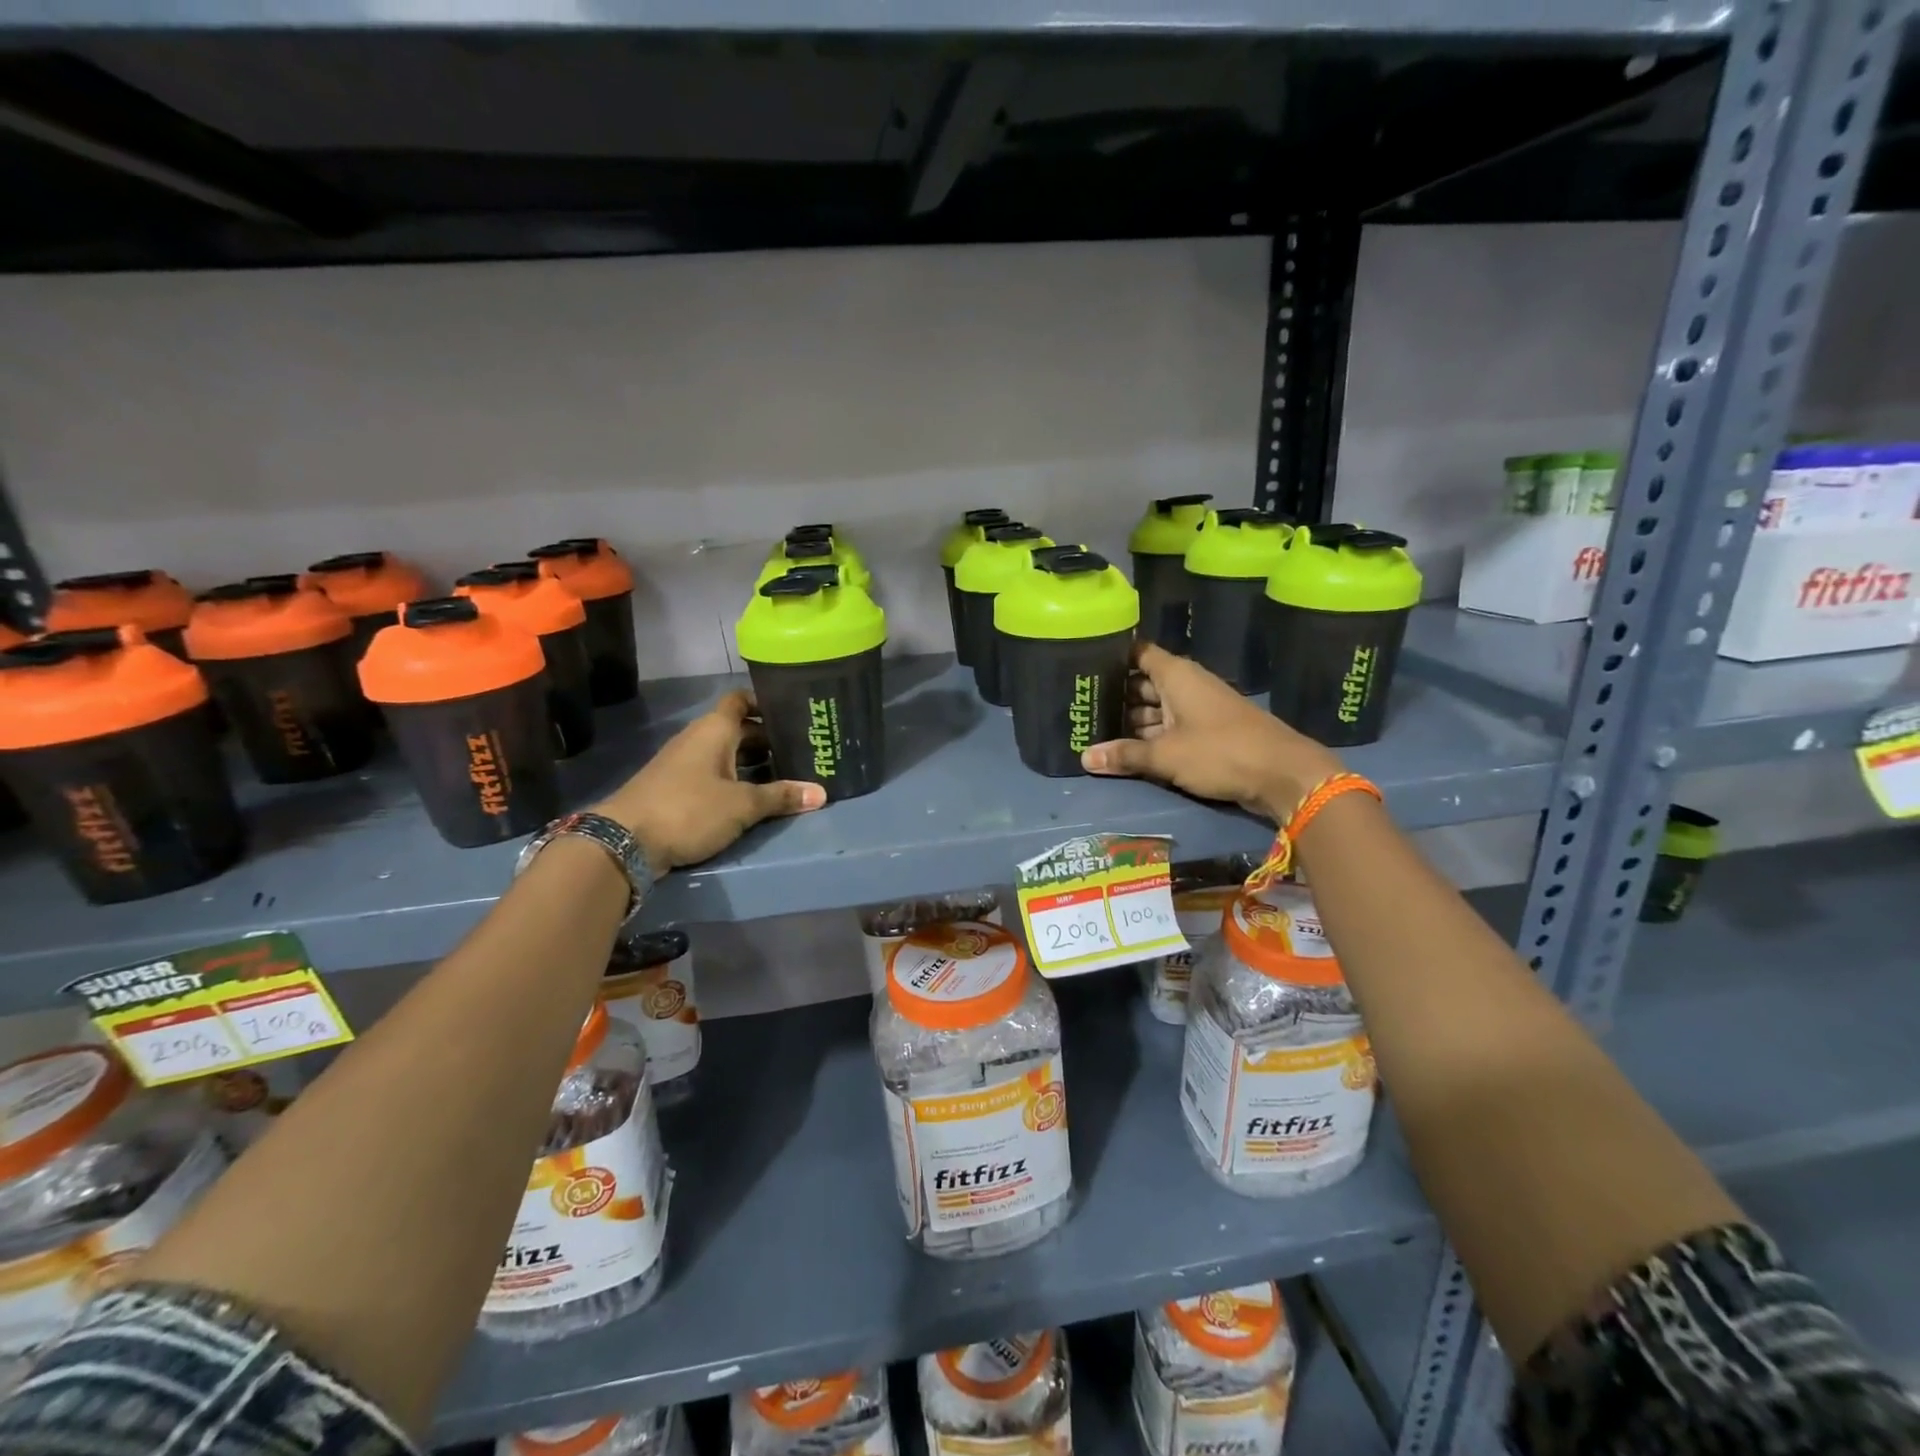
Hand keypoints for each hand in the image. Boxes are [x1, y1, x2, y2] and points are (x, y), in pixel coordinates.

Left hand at [596, 690, 823, 873]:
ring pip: (726, 754)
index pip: (741, 700)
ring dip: (753, 762)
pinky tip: (754, 797)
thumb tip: (822, 793)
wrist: (624, 841)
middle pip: (738, 729)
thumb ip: (781, 796)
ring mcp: (684, 764)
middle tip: (802, 749)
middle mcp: (698, 739)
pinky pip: (714, 774)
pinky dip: (735, 779)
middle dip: (768, 738)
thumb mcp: (742, 805)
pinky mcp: (676, 788)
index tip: (793, 712)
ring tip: (786, 773)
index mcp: (714, 730)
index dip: (765, 702)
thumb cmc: (689, 809)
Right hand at [1081, 643, 1344, 820]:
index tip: (1081, 667)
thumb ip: (1124, 755)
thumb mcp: (1165, 755)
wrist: (1282, 774)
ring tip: (1093, 731)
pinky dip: (1150, 736)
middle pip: (1141, 683)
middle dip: (1114, 696)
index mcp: (1175, 674)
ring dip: (1130, 721)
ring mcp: (1198, 708)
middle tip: (1078, 708)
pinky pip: (1170, 727)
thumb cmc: (1219, 752)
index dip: (1110, 657)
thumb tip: (1084, 758)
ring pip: (1155, 709)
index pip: (1136, 653)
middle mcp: (1185, 684)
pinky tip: (1126, 749)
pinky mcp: (1207, 732)